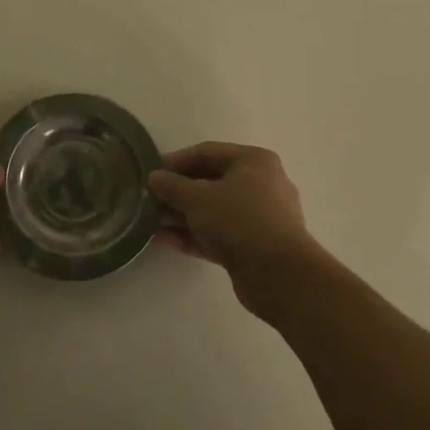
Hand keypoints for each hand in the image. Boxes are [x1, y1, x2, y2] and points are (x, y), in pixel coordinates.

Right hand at [148, 143, 317, 312]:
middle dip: (178, 192)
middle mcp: (261, 184)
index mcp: (254, 161)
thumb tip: (154, 178)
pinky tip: (165, 241)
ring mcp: (260, 218)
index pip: (207, 152)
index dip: (175, 161)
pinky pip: (220, 234)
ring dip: (183, 216)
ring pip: (214, 211)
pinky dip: (195, 236)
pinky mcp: (255, 247)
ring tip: (151, 222)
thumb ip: (172, 186)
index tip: (150, 173)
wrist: (280, 276)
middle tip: (149, 200)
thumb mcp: (197, 198)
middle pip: (211, 182)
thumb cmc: (240, 221)